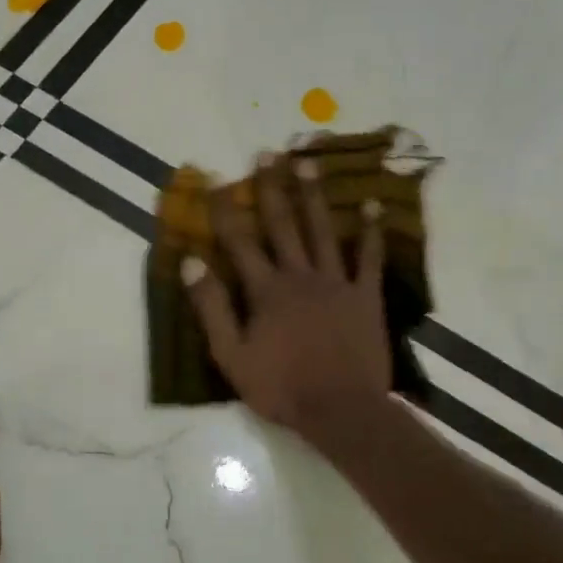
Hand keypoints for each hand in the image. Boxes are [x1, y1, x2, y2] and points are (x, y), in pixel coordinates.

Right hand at [182, 156, 392, 441]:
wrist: (340, 409)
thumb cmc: (281, 387)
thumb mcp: (231, 355)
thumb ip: (211, 308)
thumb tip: (191, 261)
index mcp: (266, 291)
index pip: (239, 242)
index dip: (225, 211)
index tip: (216, 180)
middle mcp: (300, 276)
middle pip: (283, 225)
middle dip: (272, 188)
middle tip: (267, 153)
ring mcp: (336, 283)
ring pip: (322, 231)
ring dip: (313, 196)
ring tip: (309, 163)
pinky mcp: (365, 296)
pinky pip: (368, 258)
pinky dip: (370, 232)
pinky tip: (372, 206)